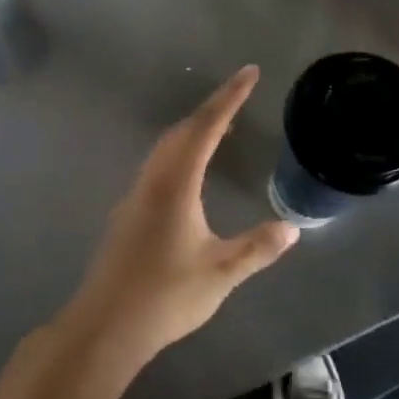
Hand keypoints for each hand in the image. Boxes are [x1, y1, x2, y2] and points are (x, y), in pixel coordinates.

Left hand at [59, 65, 298, 364]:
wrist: (106, 326)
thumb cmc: (166, 295)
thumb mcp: (221, 272)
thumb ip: (257, 248)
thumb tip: (292, 229)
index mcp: (175, 184)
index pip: (205, 127)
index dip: (229, 98)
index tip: (249, 73)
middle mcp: (151, 181)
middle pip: (181, 131)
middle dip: (212, 110)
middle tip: (239, 99)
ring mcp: (133, 197)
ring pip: (165, 149)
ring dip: (192, 132)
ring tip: (221, 131)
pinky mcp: (126, 215)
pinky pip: (156, 167)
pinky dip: (179, 154)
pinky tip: (189, 175)